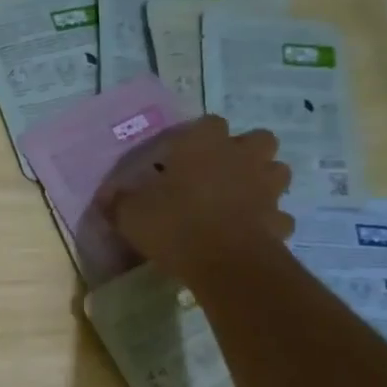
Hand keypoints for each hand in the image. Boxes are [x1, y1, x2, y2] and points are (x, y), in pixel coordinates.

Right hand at [97, 117, 293, 286]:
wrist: (225, 262)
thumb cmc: (175, 224)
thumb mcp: (131, 214)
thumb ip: (119, 202)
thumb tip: (107, 197)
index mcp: (205, 144)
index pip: (208, 123)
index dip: (197, 138)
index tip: (181, 158)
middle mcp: (242, 156)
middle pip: (257, 140)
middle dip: (244, 152)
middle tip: (220, 173)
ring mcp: (267, 188)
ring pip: (276, 172)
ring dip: (263, 182)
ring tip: (240, 200)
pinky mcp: (280, 220)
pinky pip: (277, 216)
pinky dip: (267, 222)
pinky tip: (250, 234)